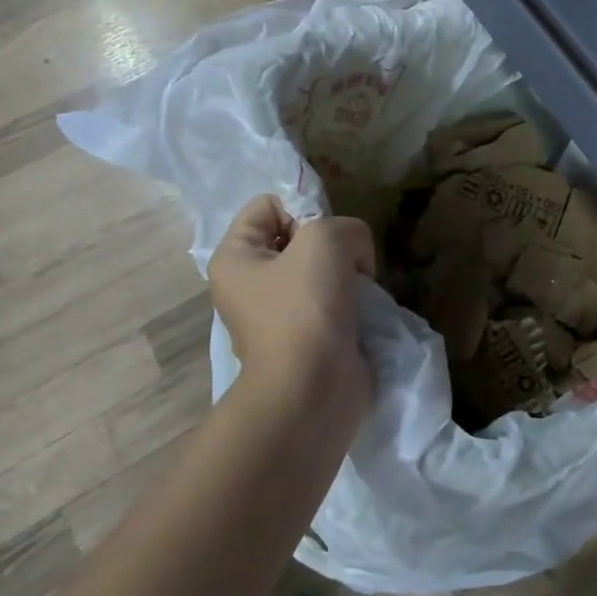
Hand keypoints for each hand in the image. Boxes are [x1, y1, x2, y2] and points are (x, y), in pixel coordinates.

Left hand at [208, 196, 376, 407]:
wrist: (312, 391)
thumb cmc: (305, 308)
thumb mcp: (327, 239)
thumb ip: (346, 226)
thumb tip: (355, 256)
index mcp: (235, 257)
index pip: (268, 204)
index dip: (302, 210)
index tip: (324, 238)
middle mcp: (250, 283)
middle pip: (298, 236)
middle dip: (332, 244)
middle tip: (346, 265)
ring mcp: (278, 313)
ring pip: (321, 269)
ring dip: (347, 273)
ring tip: (358, 290)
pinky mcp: (306, 336)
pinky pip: (332, 300)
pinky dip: (351, 301)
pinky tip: (361, 311)